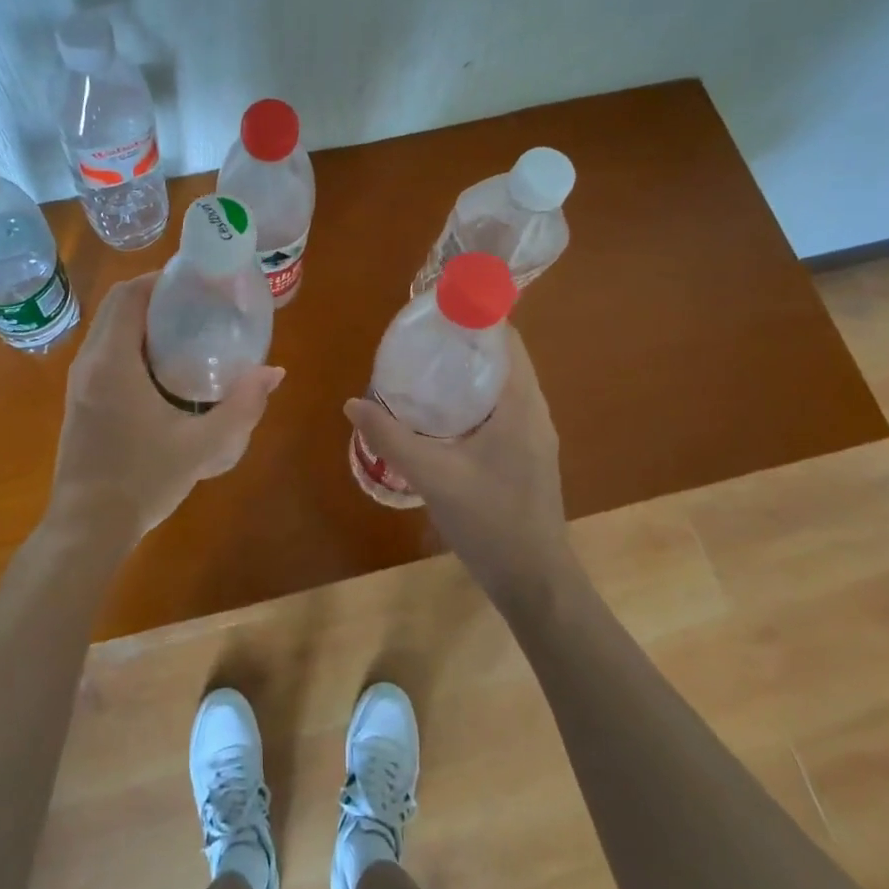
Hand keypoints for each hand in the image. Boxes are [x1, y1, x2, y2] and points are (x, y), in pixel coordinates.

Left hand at [47, 273, 283, 548]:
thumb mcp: (202, 446)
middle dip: (155, 297)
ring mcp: (79, 383)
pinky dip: (130, 343)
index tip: (194, 281)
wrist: (87, 528)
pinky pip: (104, 353)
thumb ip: (242, 407)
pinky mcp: (78, 401)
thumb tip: (274, 372)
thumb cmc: (143, 480)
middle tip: (198, 304)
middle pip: (117, 307)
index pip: (128, 296)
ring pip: (108, 330)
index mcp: (112, 362)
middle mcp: (89, 363)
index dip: (159, 279)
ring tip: (186, 330)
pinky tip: (162, 368)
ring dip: (142, 320)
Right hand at [343, 327, 567, 603]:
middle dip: (464, 341)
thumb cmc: (491, 521)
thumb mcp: (433, 475)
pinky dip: (472, 398)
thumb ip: (391, 437)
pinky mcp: (526, 456)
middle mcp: (533, 412)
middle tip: (420, 336)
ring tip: (424, 366)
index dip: (476, 315)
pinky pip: (499, 410)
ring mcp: (533, 436)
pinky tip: (439, 413)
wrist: (535, 582)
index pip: (505, 339)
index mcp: (520, 404)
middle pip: (502, 358)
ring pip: (501, 386)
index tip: (437, 306)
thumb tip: (352, 404)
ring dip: (468, 371)